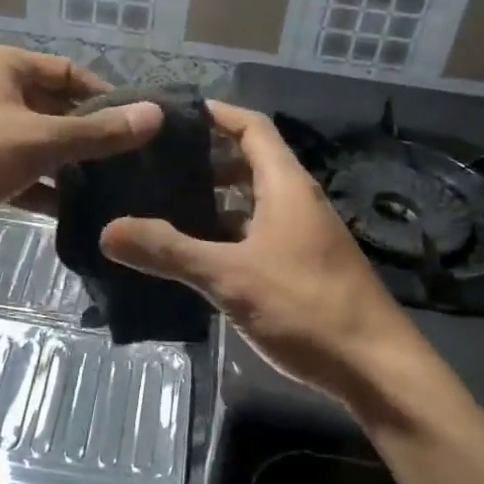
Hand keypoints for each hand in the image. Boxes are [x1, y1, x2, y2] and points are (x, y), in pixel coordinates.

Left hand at [0, 44, 161, 236]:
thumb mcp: (38, 141)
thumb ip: (98, 131)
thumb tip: (156, 114)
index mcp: (5, 65)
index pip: (70, 72)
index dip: (107, 97)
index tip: (137, 129)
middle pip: (54, 106)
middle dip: (87, 135)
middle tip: (129, 164)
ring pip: (34, 139)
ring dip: (64, 162)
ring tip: (107, 189)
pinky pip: (12, 164)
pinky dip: (36, 182)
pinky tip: (67, 210)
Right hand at [100, 102, 413, 399]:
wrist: (377, 370)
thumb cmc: (307, 307)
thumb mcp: (231, 277)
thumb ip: (169, 252)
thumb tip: (107, 230)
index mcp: (286, 185)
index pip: (252, 126)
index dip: (216, 113)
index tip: (173, 114)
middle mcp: (296, 201)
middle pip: (249, 162)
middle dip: (205, 159)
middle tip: (155, 164)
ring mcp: (302, 235)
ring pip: (251, 202)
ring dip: (213, 200)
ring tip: (163, 205)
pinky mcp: (302, 267)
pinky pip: (256, 234)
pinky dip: (226, 234)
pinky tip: (195, 254)